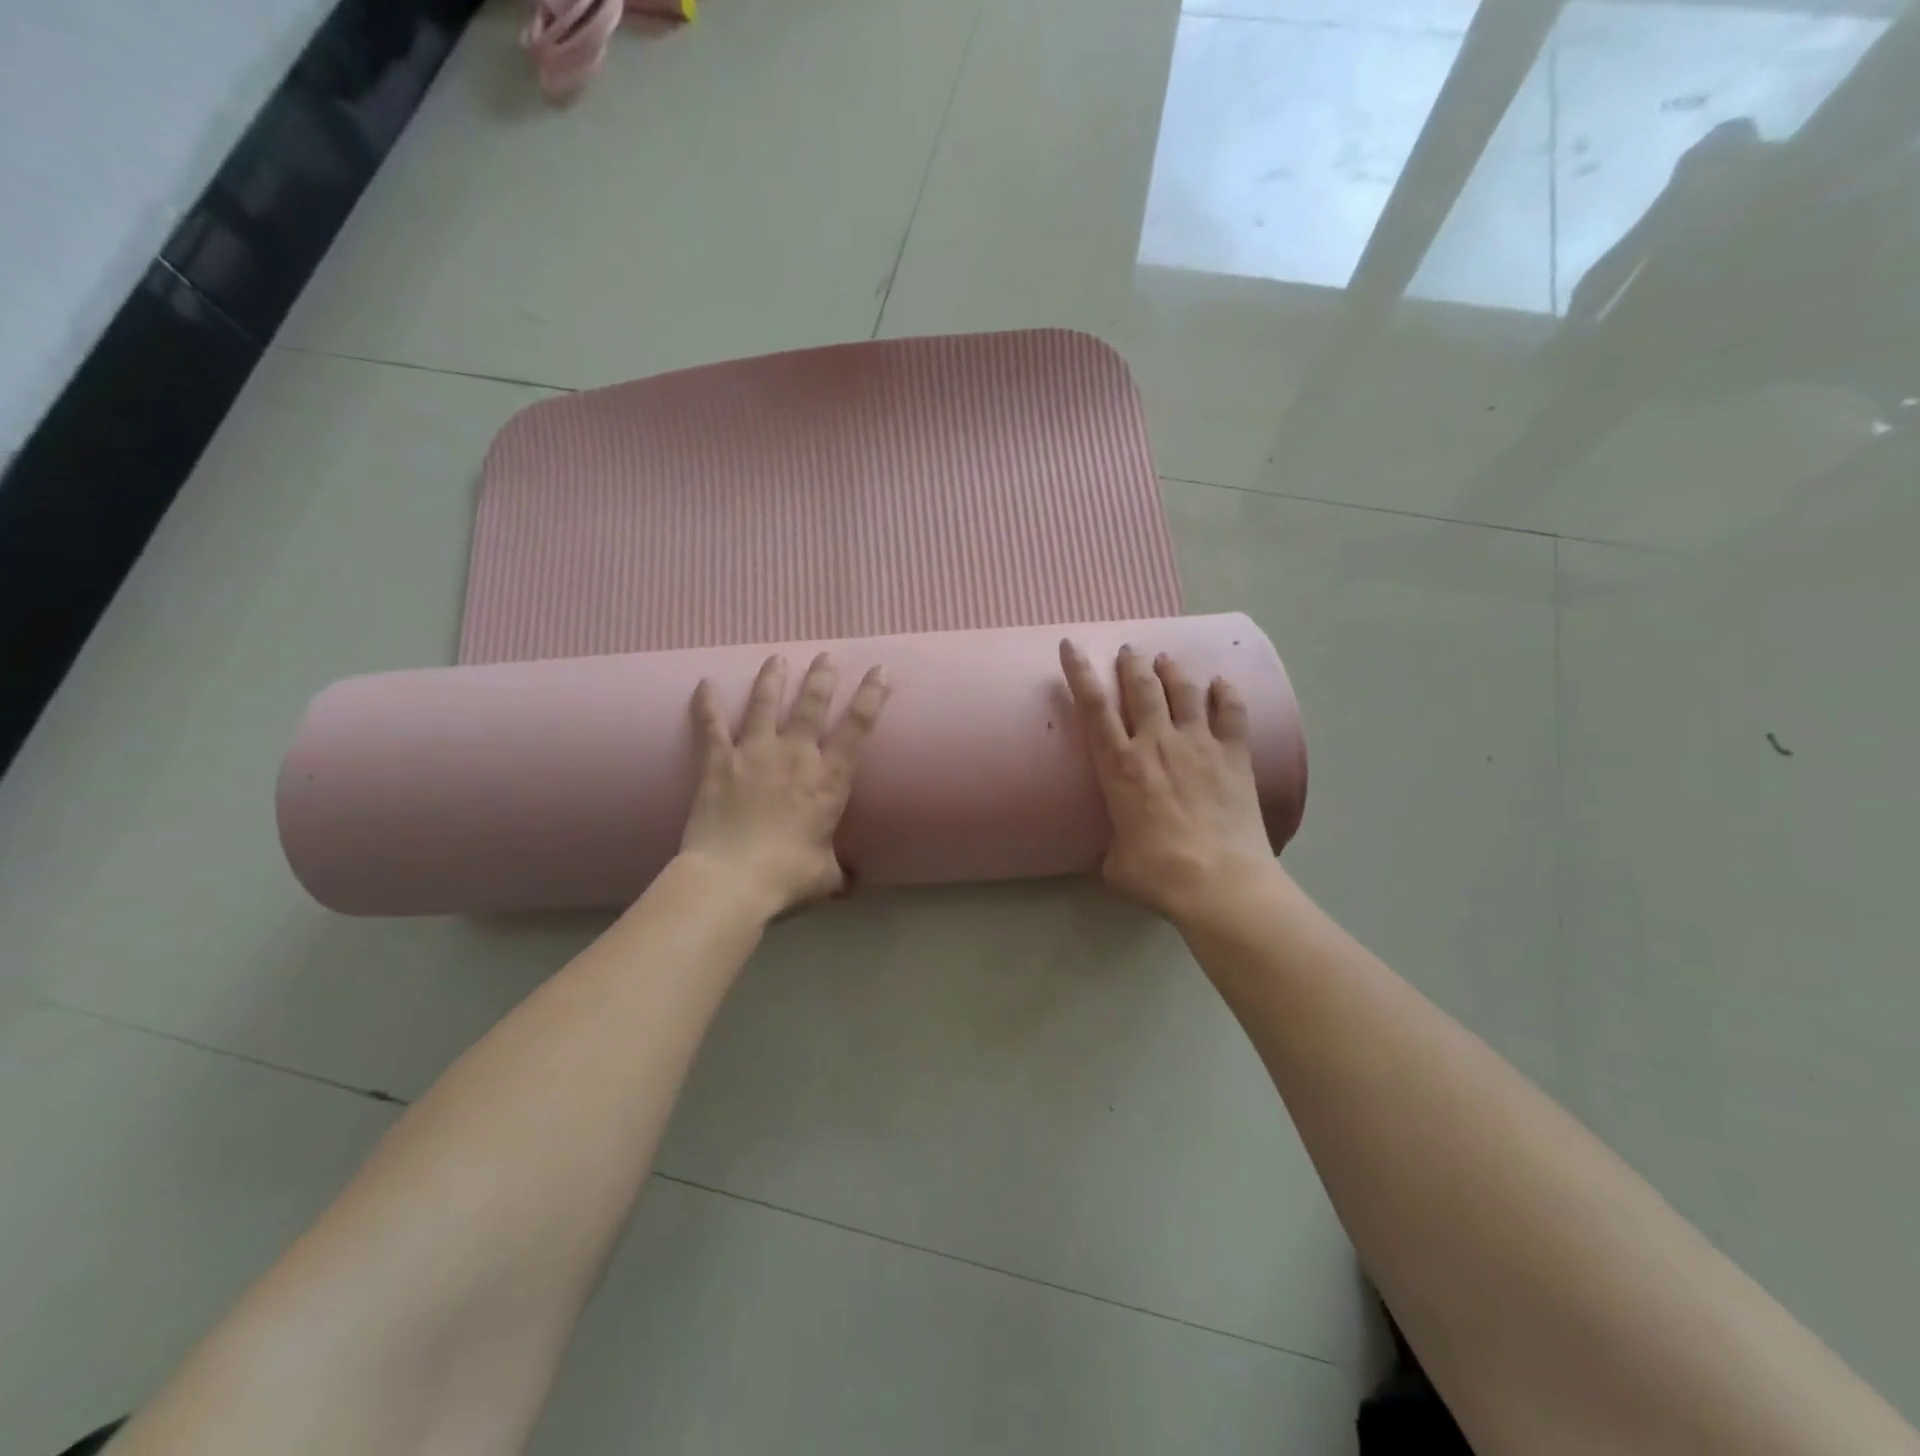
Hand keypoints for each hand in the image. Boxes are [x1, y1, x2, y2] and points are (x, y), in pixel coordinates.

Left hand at [680, 652, 889, 915]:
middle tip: (826, 656)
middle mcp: (795, 757)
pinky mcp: (718, 763)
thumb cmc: (786, 878)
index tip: (880, 669)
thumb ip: (840, 873)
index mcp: (828, 781)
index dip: (872, 695)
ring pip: (764, 704)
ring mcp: (754, 755)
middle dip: (822, 678)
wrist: (730, 880)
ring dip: (772, 679)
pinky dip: (706, 704)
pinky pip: (711, 726)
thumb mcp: (825, 878)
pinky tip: (704, 684)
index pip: (858, 728)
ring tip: (777, 658)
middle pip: (811, 705)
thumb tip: (852, 883)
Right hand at [1060, 640, 1278, 927]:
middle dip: (1131, 663)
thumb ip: (1112, 847)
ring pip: (1183, 691)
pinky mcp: (1233, 755)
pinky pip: (1231, 712)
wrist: (1219, 882)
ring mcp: (1198, 745)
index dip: (1080, 671)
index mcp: (1119, 766)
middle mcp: (1156, 743)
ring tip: (1165, 659)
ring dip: (1171, 670)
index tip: (1071, 645)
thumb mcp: (1116, 863)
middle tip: (1128, 650)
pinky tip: (1221, 683)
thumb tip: (1112, 853)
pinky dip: (1226, 693)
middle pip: (1141, 687)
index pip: (1092, 706)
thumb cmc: (1158, 873)